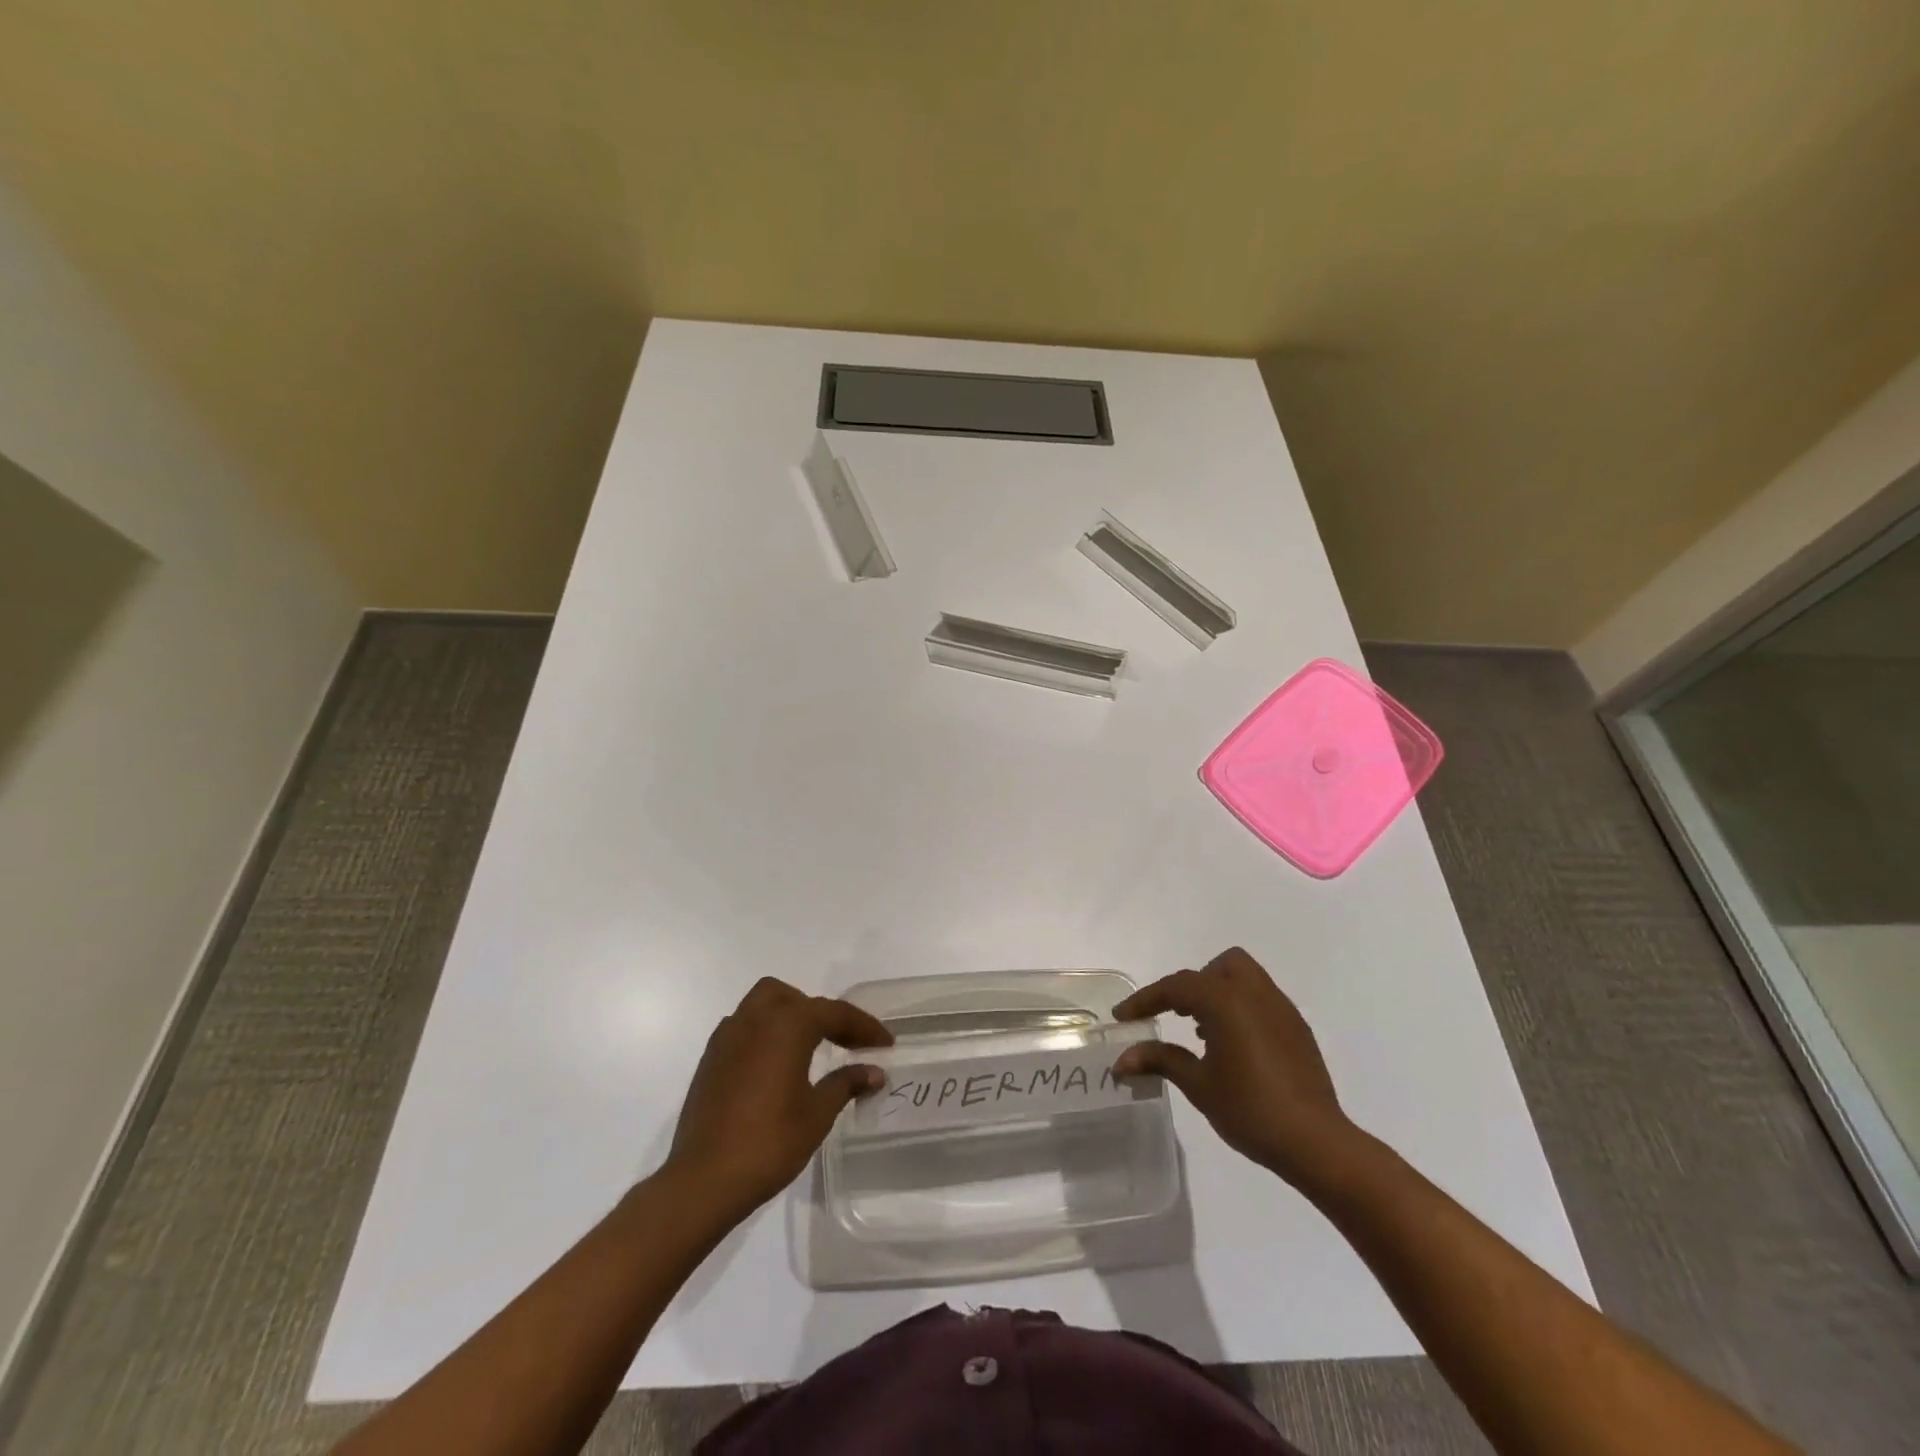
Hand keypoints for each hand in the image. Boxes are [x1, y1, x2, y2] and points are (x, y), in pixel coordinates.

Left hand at [663, 977, 892, 1219]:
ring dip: (790, 1016)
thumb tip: (874, 1071)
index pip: (834, 1013)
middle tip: (844, 1041)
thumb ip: (846, 1083)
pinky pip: (744, 1027)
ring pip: (763, 1005)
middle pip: (793, 998)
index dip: (864, 1026)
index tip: (886, 1043)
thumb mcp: (817, 1114)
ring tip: (811, 1048)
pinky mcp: (710, 1059)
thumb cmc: (769, 1143)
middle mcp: (754, 1020)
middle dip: (821, 1013)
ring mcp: (727, 1037)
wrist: (703, 1181)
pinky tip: (776, 1065)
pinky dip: (766, 1033)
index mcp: (786, 1025)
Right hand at [1113, 947, 1358, 1188]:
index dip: (1145, 1000)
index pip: (1177, 987)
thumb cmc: (1250, 1110)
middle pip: (1218, 967)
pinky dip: (1241, 1009)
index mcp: (1226, 1001)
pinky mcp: (1297, 1028)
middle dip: (1193, 985)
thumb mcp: (1198, 1085)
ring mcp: (1281, 1009)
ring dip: (1218, 993)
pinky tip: (1235, 1048)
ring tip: (1204, 1033)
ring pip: (1244, 978)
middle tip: (1177, 1015)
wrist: (1316, 1142)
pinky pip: (1262, 1000)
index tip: (1122, 1016)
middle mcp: (1255, 994)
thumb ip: (1160, 1061)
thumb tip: (1121, 1060)